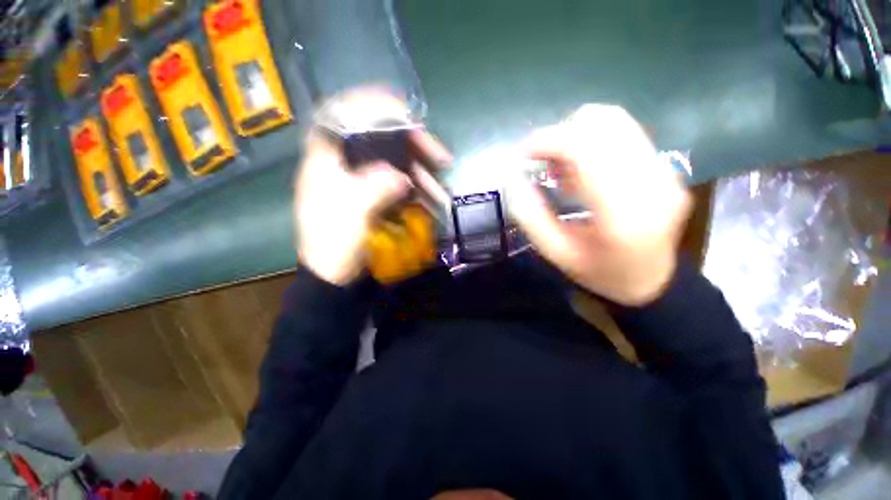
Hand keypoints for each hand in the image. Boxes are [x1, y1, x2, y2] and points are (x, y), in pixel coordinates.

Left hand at [294, 91, 450, 285]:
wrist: (334, 275)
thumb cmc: (333, 243)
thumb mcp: (352, 212)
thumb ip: (375, 187)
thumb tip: (402, 177)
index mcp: (326, 159)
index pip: (343, 114)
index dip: (371, 104)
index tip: (402, 111)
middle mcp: (343, 164)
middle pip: (379, 141)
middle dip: (412, 147)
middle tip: (440, 157)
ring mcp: (360, 181)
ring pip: (394, 165)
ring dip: (420, 175)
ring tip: (442, 191)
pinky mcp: (373, 197)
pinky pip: (398, 185)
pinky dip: (416, 191)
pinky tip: (431, 200)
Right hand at [507, 104, 692, 305]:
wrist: (651, 280)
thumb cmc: (599, 273)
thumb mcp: (556, 253)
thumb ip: (532, 216)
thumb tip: (514, 180)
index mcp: (623, 214)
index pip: (587, 150)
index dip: (549, 140)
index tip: (523, 153)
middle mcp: (651, 182)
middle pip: (604, 123)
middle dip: (561, 133)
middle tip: (541, 162)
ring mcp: (664, 171)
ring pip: (615, 121)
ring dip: (576, 134)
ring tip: (561, 167)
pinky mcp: (665, 167)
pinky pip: (624, 133)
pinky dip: (592, 141)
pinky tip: (581, 169)